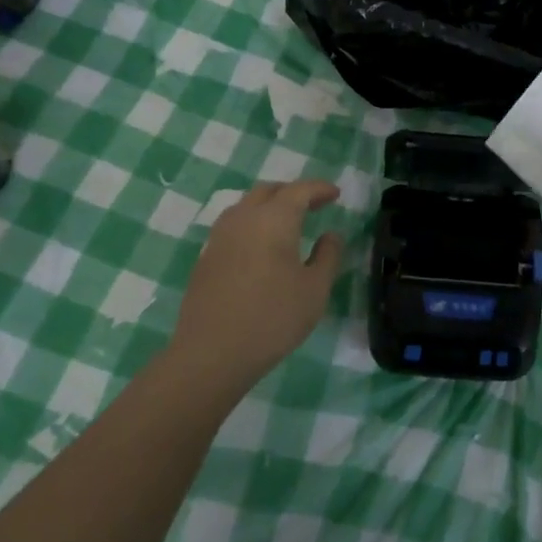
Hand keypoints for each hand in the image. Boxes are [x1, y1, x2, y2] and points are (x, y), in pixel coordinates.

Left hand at [168, 180, 344, 384]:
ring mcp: (219, 237)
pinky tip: (261, 247)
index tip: (335, 194)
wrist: (212, 353)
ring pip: (246, 206)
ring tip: (287, 223)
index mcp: (273, 219)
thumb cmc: (273, 318)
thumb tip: (330, 235)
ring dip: (269, 206)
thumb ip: (327, 256)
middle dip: (292, 192)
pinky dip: (252, 224)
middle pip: (268, 191)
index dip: (319, 189)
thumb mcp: (315, 289)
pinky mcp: (206, 257)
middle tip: (313, 205)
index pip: (299, 191)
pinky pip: (233, 226)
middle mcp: (243, 218)